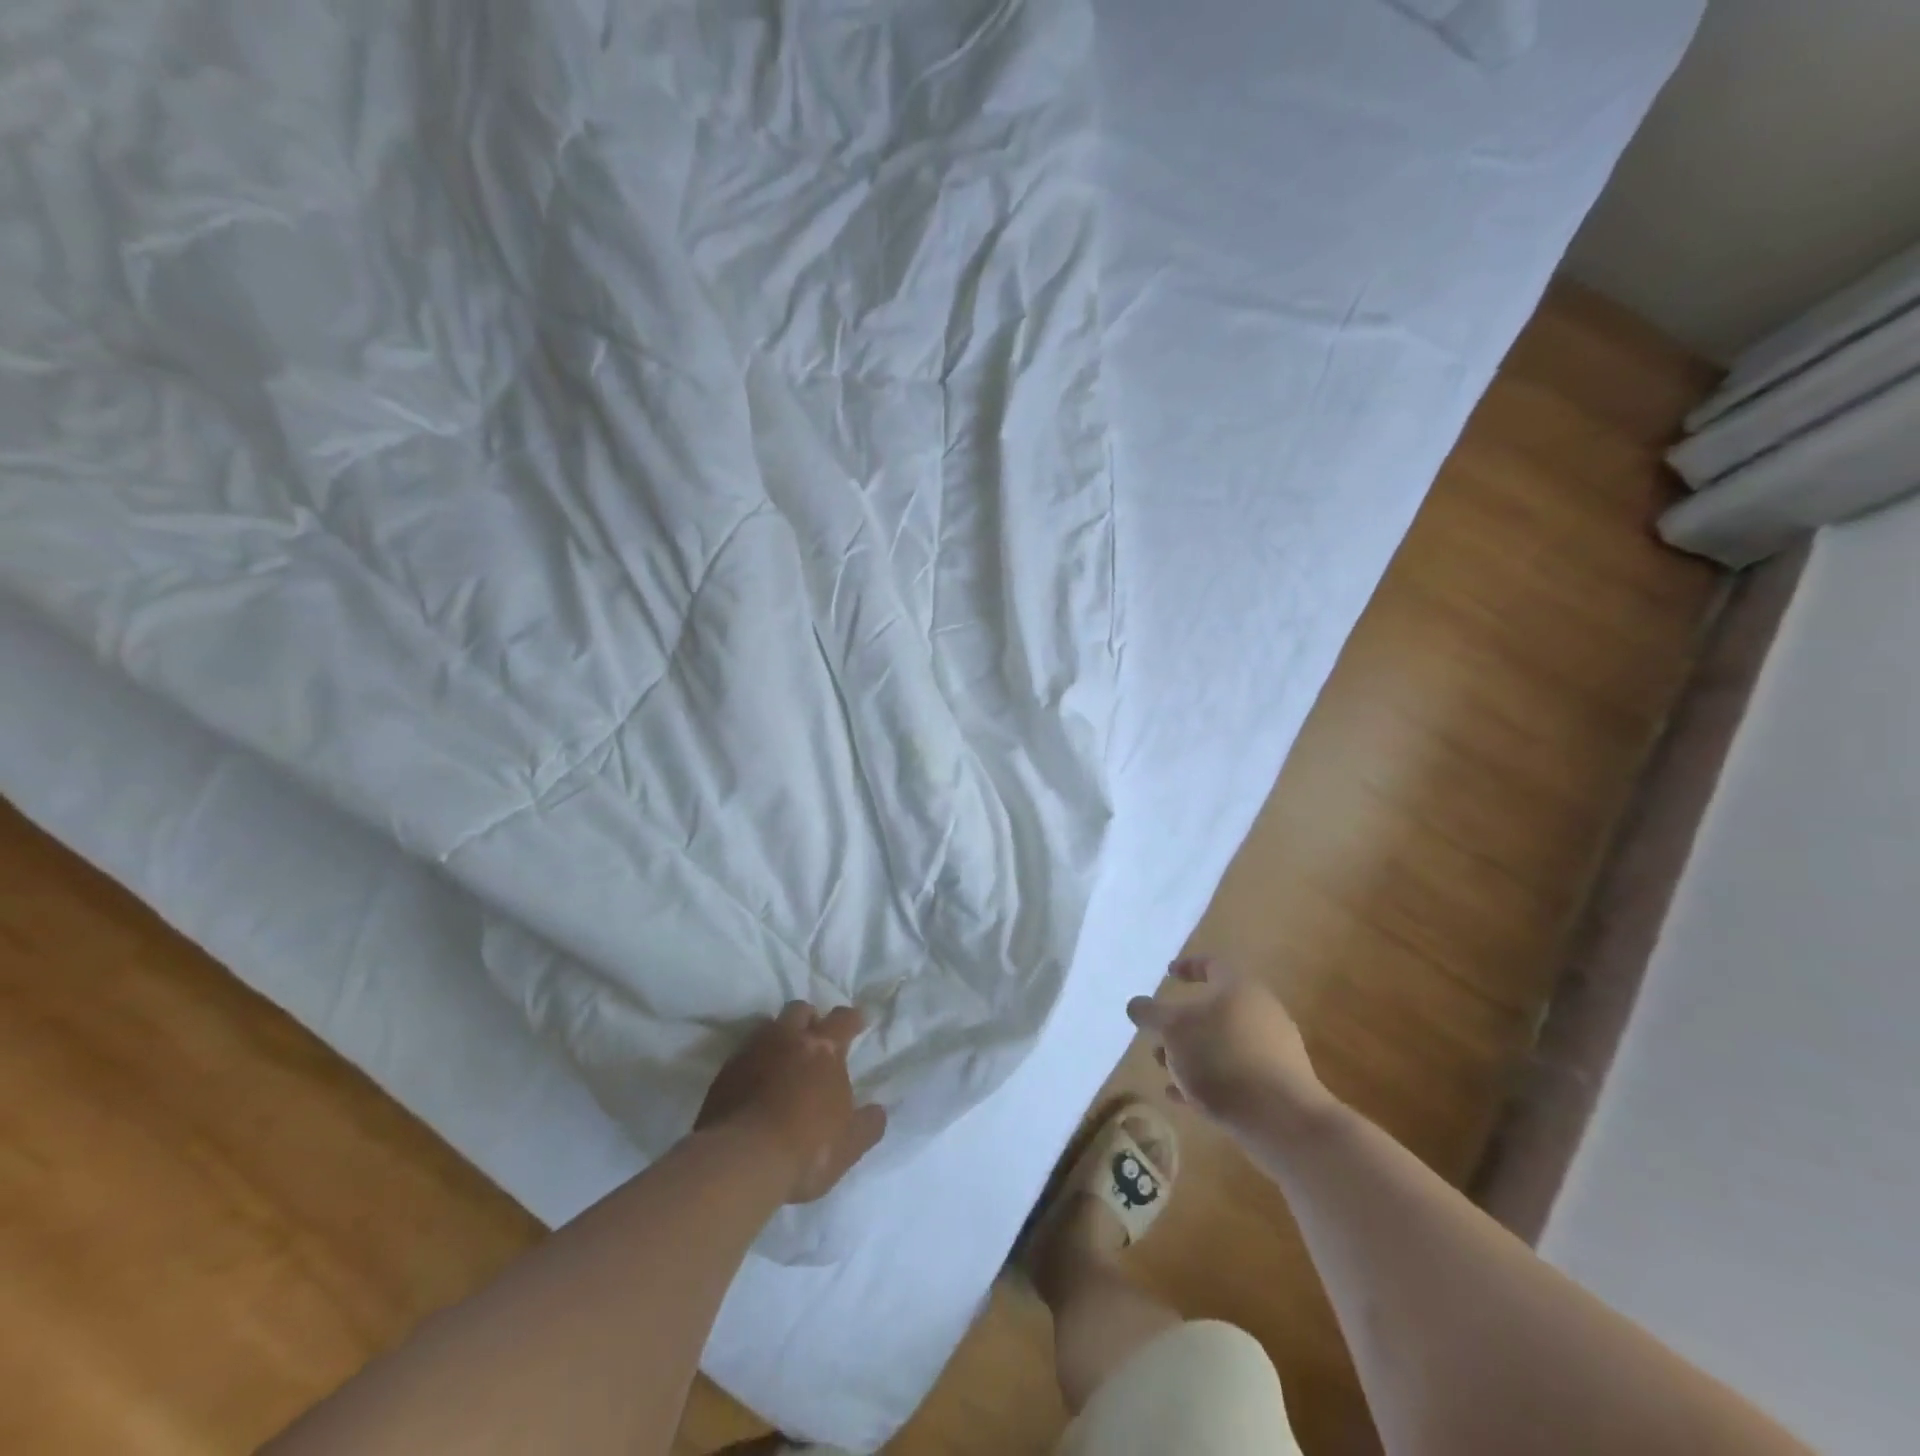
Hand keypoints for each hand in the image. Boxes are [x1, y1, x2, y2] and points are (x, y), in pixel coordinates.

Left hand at [696, 1002, 887, 1204]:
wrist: (740, 1162)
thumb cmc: (806, 1149)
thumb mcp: (849, 1144)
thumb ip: (868, 1124)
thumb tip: (877, 1111)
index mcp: (824, 1049)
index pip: (842, 1019)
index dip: (852, 1018)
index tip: (857, 1021)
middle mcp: (787, 1039)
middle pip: (800, 1010)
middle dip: (810, 1019)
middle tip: (815, 1038)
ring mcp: (752, 1052)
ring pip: (768, 1026)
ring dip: (779, 1036)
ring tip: (782, 1058)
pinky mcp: (724, 1073)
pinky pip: (743, 1054)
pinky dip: (754, 1061)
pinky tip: (755, 1082)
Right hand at [1127, 958, 1334, 1132]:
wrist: (1282, 1119)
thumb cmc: (1221, 1058)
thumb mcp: (1173, 1030)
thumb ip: (1150, 1014)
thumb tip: (1136, 1004)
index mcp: (1239, 988)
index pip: (1211, 965)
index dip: (1188, 967)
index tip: (1169, 974)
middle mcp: (1260, 1012)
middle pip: (1214, 1009)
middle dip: (1181, 1024)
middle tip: (1157, 1037)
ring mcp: (1273, 1050)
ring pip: (1221, 1044)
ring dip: (1190, 1054)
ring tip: (1164, 1071)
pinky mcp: (1278, 1084)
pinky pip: (1235, 1073)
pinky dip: (1207, 1079)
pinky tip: (1183, 1098)